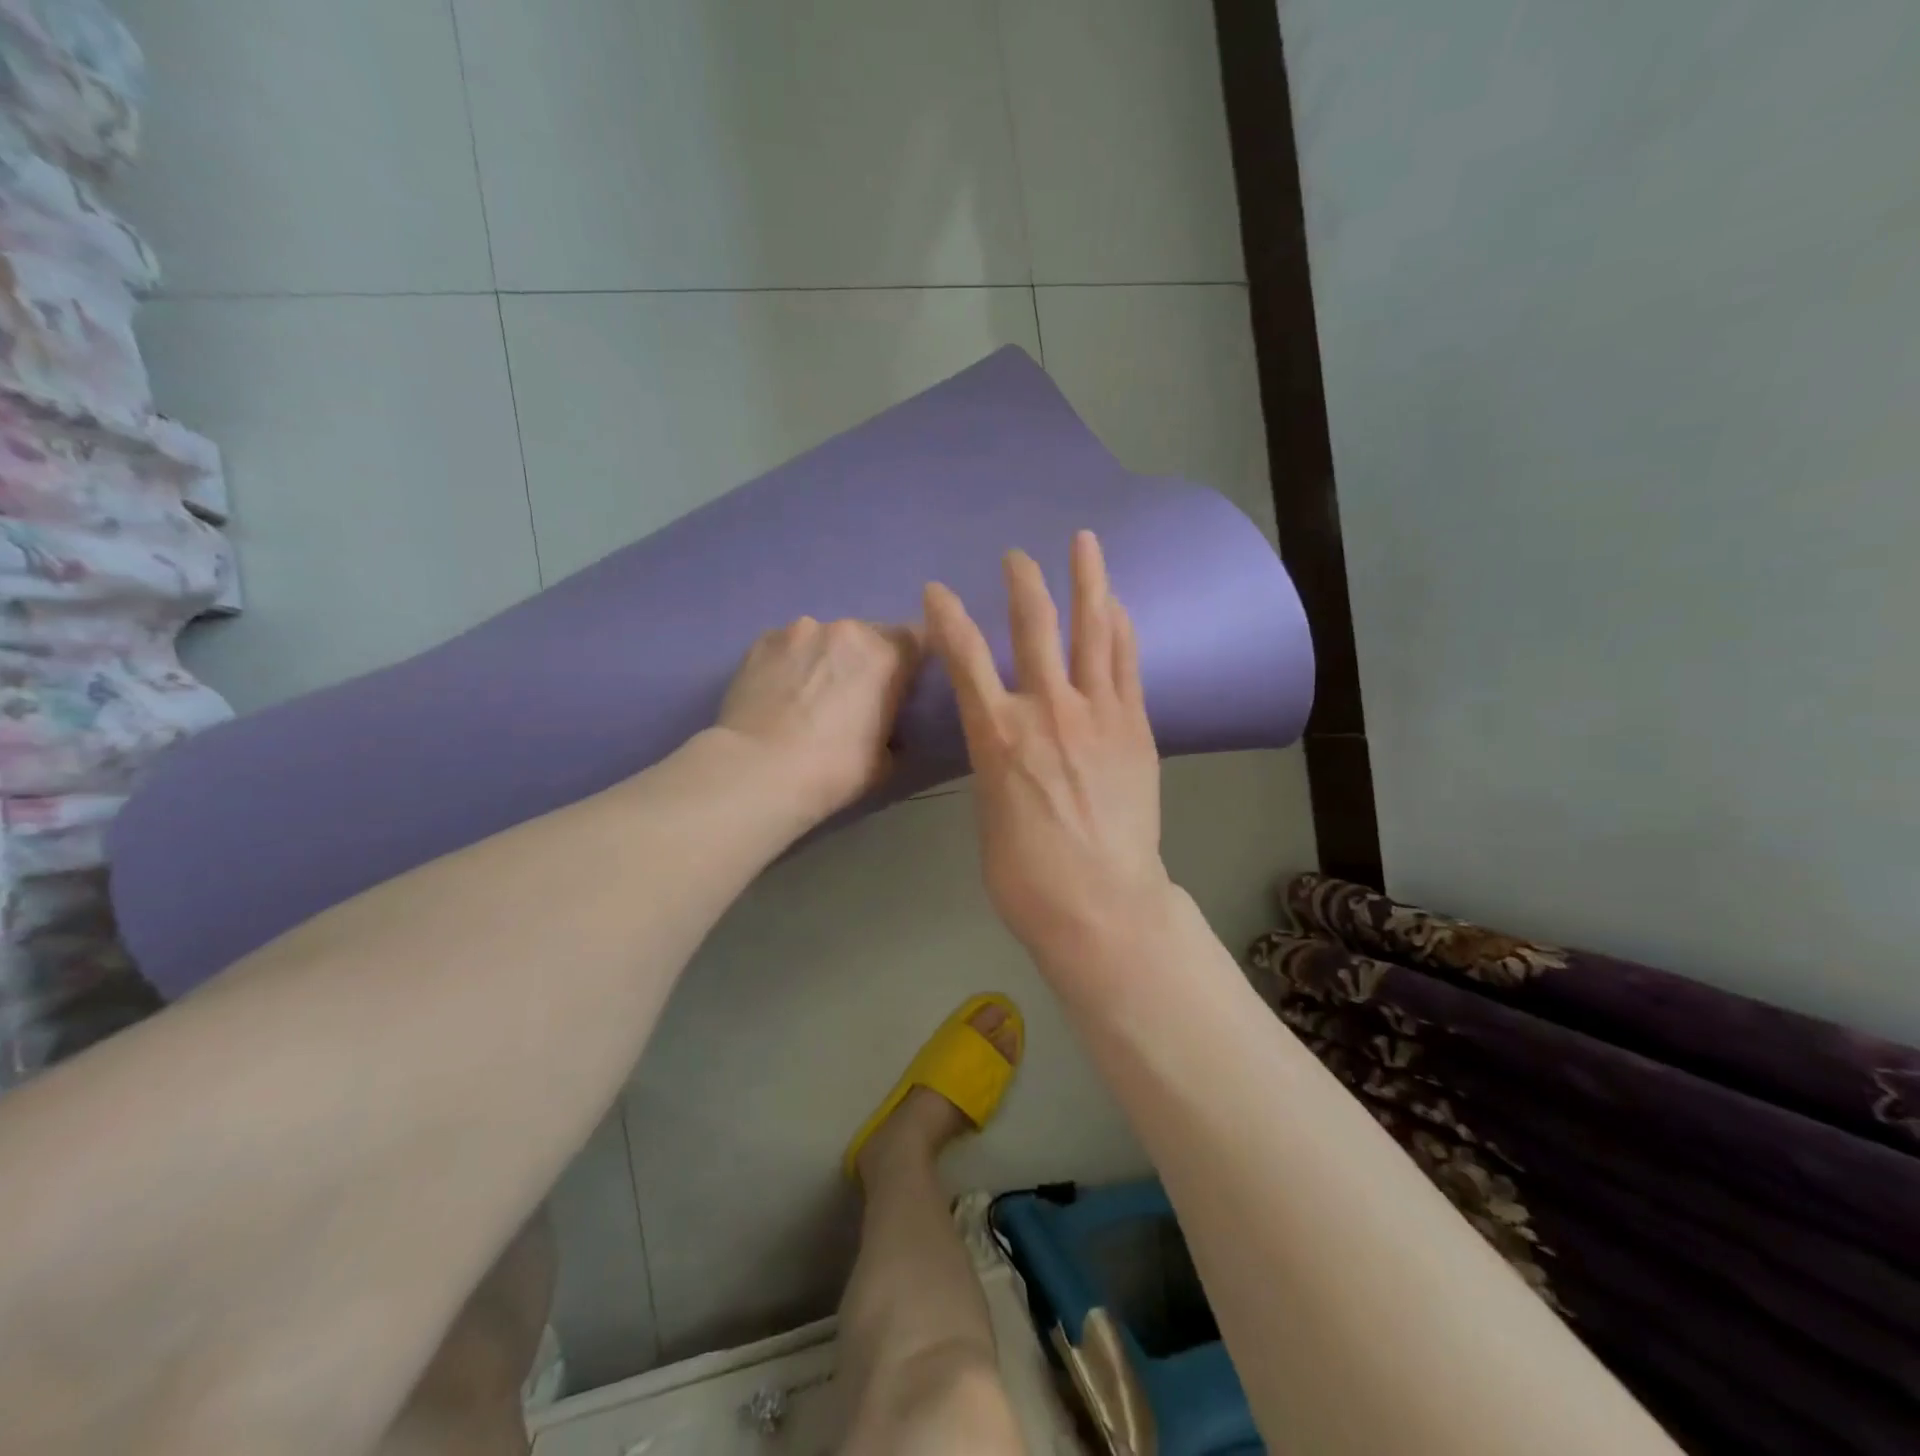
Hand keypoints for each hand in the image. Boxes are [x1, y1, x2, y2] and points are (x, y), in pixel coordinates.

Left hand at [716, 617, 922, 822]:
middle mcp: (845, 630)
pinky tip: (780, 693)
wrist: (757, 771)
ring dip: (826, 659)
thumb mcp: (886, 761)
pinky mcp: (762, 640)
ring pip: (825, 639)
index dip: (911, 663)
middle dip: (866, 660)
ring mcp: (799, 630)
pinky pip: (789, 646)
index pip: (917, 639)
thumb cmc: (833, 770)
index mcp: (886, 654)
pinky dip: (791, 663)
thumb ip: (895, 730)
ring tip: (809, 695)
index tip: (903, 687)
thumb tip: (888, 727)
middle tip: (854, 696)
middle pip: (868, 635)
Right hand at [925, 531, 1170, 975]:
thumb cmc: (1026, 876)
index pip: (964, 658)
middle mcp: (1047, 711)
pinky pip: (1128, 665)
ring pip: (1092, 631)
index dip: (948, 617)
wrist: (1100, 905)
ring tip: (1085, 542)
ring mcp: (1099, 715)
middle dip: (1022, 583)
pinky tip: (1118, 607)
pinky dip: (1121, 630)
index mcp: (997, 737)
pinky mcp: (1136, 728)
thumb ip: (996, 764)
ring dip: (1087, 582)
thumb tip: (1005, 743)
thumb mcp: (989, 814)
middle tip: (1016, 556)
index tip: (937, 589)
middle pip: (1033, 627)